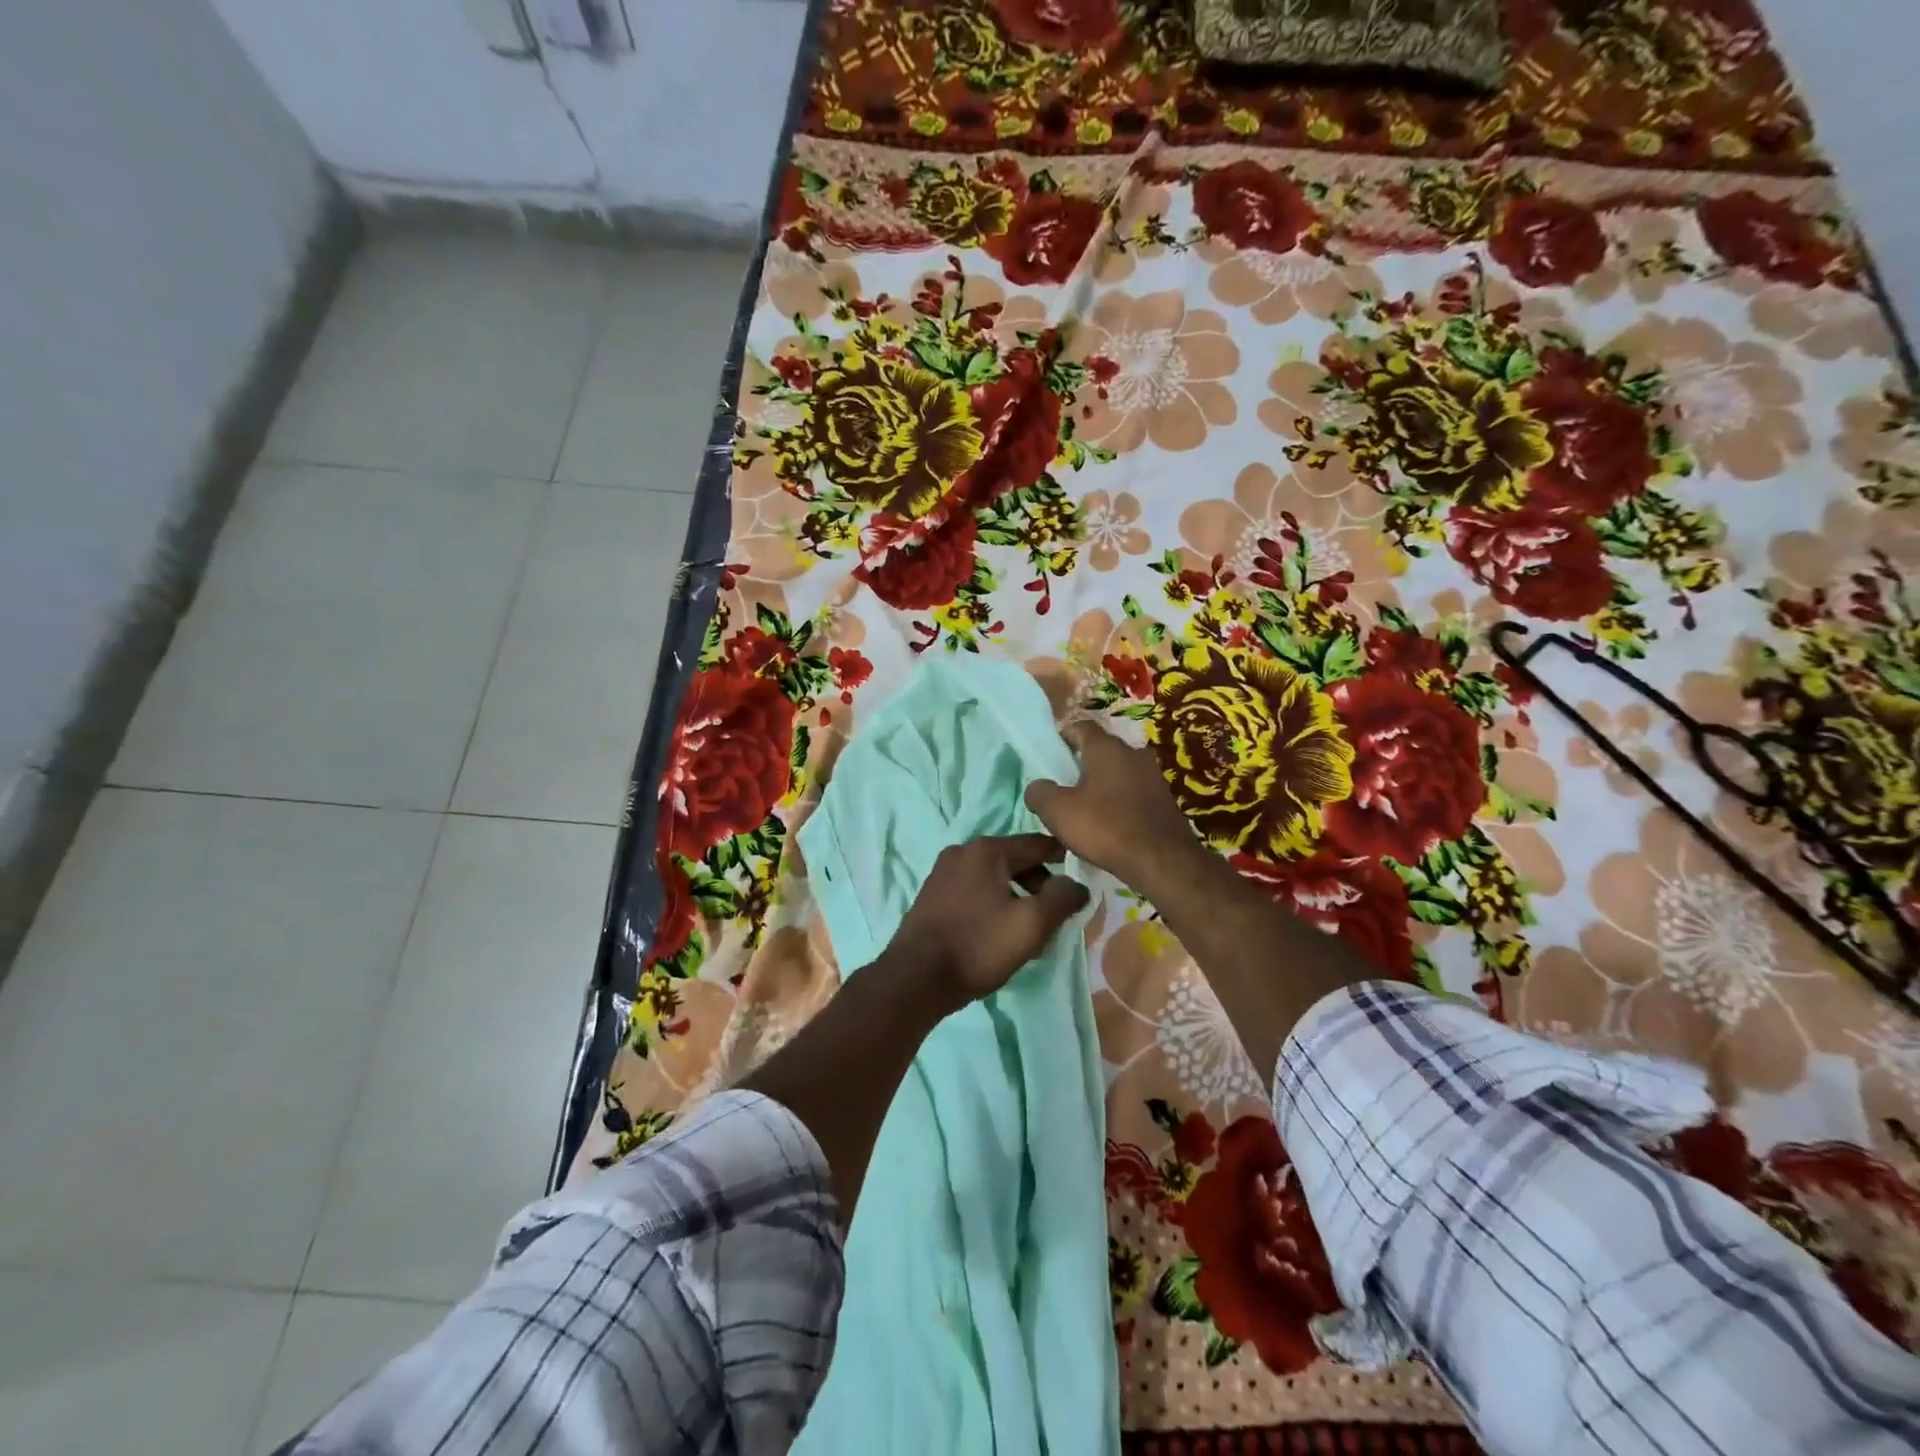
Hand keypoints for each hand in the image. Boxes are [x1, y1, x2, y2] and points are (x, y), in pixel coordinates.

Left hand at [885, 835, 1090, 1010]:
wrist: (915, 979)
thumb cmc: (978, 946)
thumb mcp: (1031, 924)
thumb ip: (1061, 899)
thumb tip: (1077, 885)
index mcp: (987, 850)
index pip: (1039, 844)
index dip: (1065, 858)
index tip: (1083, 876)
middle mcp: (962, 851)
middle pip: (1015, 859)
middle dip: (1039, 883)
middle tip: (1054, 915)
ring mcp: (942, 872)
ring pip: (993, 876)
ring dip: (1015, 895)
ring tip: (1027, 928)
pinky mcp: (931, 894)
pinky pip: (973, 889)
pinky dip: (992, 902)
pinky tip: (996, 931)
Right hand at [1025, 721, 1207, 896]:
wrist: (1162, 861)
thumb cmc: (1105, 827)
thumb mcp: (1058, 812)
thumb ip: (1040, 792)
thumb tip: (1038, 787)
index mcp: (1106, 747)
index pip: (1080, 727)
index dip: (1063, 737)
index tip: (1050, 757)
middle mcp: (1133, 753)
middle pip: (1101, 749)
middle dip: (1082, 763)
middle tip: (1063, 785)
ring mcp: (1153, 776)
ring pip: (1119, 772)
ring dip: (1102, 784)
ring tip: (1085, 807)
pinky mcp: (1164, 800)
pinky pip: (1134, 792)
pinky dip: (1119, 802)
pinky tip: (1109, 823)